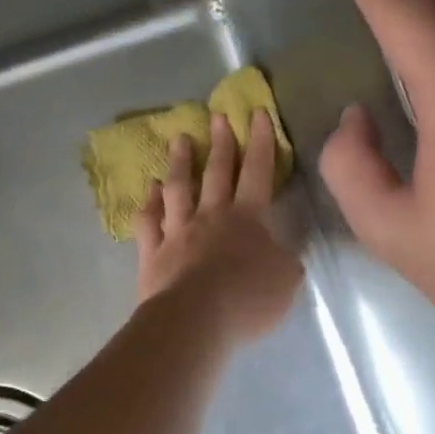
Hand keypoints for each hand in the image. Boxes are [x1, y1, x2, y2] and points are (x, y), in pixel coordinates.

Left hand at [135, 109, 303, 344]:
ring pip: (178, 189)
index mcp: (247, 219)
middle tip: (217, 115)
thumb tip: (283, 250)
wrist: (195, 320)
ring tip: (179, 139)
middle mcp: (210, 217)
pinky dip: (149, 204)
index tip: (258, 114)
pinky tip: (150, 190)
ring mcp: (177, 233)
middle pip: (216, 173)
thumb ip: (285, 260)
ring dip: (179, 163)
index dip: (261, 142)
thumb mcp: (286, 281)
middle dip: (220, 142)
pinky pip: (148, 222)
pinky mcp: (152, 253)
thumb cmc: (247, 299)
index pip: (257, 172)